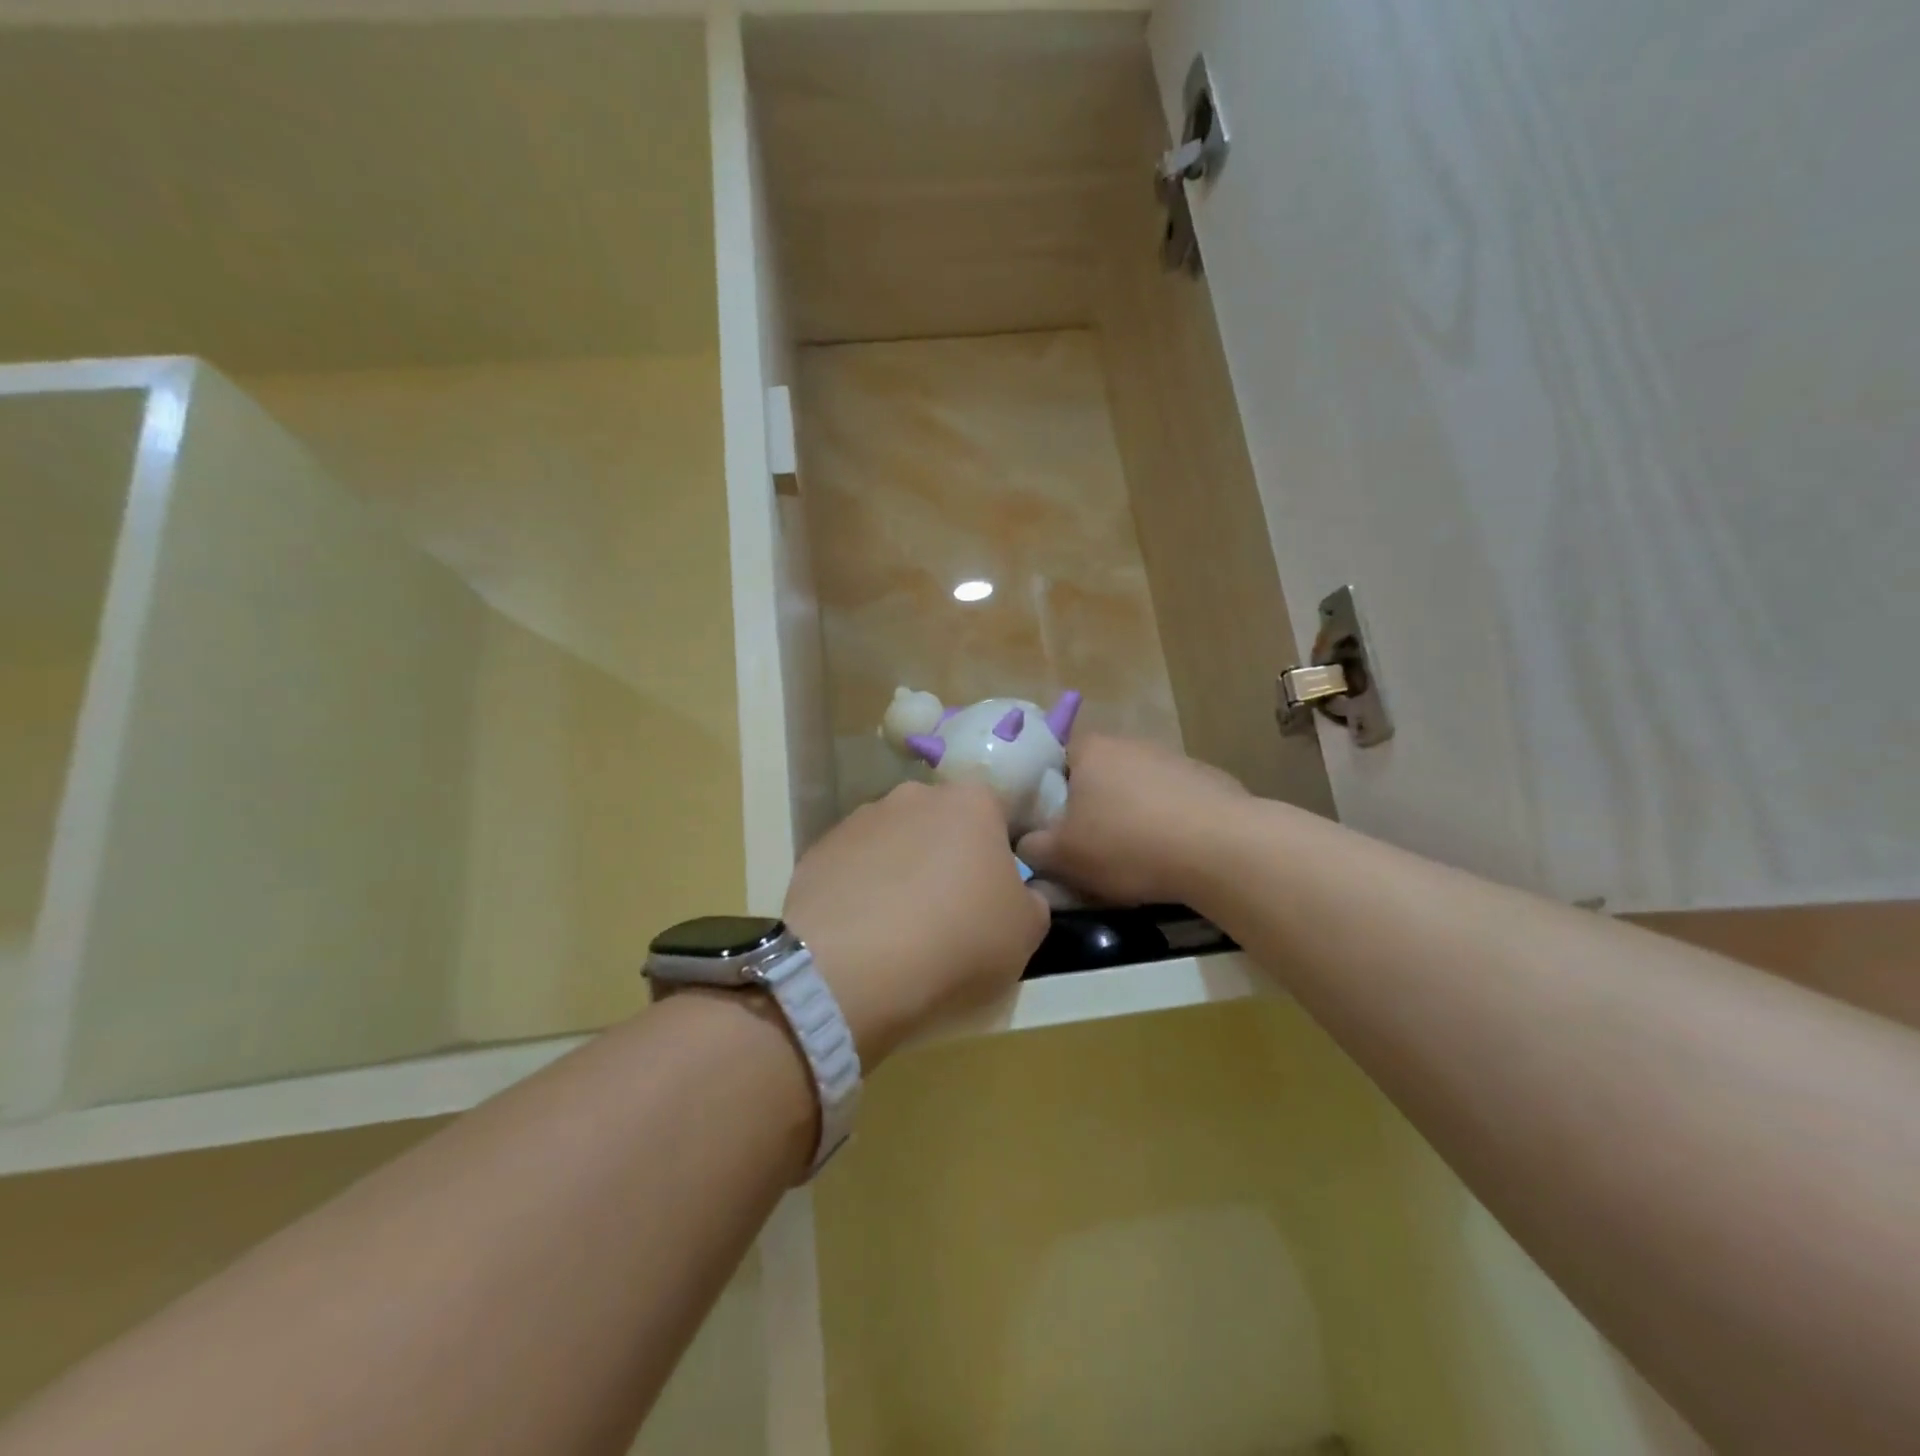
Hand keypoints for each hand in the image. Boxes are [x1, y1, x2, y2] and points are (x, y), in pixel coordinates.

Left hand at [784, 780, 1048, 1064]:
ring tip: (897, 926)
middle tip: (947, 909)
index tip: (991, 895)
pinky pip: (853, 866)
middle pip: (940, 823)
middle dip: (945, 856)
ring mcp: (860, 818)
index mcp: (971, 802)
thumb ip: (1032, 901)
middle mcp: (914, 795)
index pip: (995, 816)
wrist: (854, 966)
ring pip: (894, 842)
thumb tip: (1020, 893)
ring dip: (900, 871)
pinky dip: (860, 890)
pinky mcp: (819, 849)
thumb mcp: (1026, 931)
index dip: (995, 856)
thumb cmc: (957, 939)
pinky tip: (862, 930)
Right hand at [1017, 734, 1248, 905]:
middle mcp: (1131, 743)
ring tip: (1133, 855)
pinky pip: (1173, 801)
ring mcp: (1173, 758)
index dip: (1047, 787)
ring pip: (1137, 787)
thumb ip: (1032, 848)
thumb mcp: (1063, 856)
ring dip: (1131, 813)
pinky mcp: (1208, 780)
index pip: (1055, 755)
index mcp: (1091, 750)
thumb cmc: (1128, 844)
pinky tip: (1172, 854)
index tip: (1050, 821)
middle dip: (1091, 804)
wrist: (1221, 849)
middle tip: (1087, 843)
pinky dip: (1167, 822)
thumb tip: (1025, 844)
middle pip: (1097, 772)